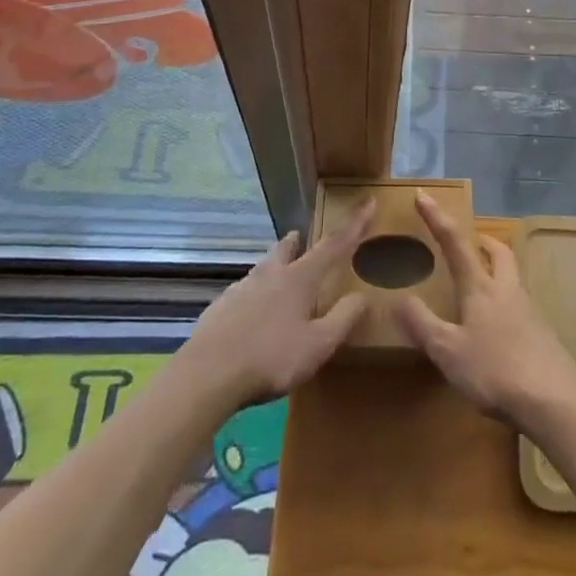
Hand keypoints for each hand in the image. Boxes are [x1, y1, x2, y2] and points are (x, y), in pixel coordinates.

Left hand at [177, 198, 375, 411]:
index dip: (354, 224)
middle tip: (301, 238)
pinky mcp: (220, 307)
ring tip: (277, 276)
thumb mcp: (318, 345)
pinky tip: (250, 316)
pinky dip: (253, 296)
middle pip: (286, 248)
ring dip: (273, 266)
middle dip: (298, 241)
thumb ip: (343, 319)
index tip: (368, 200)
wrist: (207, 375)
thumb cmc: (270, 358)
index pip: (334, 244)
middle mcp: (270, 274)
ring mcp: (241, 288)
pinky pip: (242, 293)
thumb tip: (363, 295)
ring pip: (262, 268)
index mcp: (299, 278)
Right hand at [398, 191, 575, 429]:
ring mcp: (529, 310)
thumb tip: (399, 297)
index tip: (422, 195)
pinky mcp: (542, 334)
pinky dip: (506, 303)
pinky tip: (499, 327)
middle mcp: (506, 289)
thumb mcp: (448, 351)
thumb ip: (423, 324)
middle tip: (472, 241)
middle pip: (499, 252)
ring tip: (482, 284)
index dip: (436, 218)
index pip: (455, 242)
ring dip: (497, 269)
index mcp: (480, 287)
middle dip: (483, 240)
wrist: (554, 400)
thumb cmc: (496, 370)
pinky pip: (520, 305)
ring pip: (512, 276)